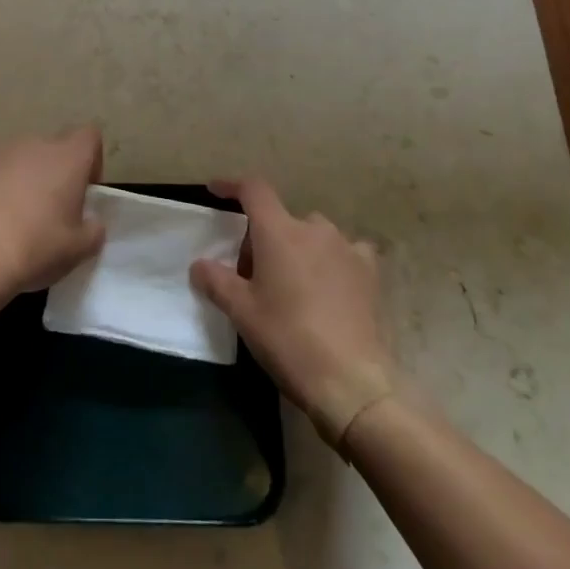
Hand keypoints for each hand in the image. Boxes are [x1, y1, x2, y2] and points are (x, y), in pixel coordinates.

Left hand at [0, 125, 106, 310]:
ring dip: (22, 171)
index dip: (91, 160)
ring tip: (13, 206)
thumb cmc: (37, 249)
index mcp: (69, 158)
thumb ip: (93, 230)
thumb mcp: (80, 249)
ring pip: (19, 152)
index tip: (84, 191)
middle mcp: (36, 144)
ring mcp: (1, 151)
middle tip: (51, 209)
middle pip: (53, 147)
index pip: (90, 136)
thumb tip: (91, 223)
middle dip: (55, 171)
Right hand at [190, 179, 405, 446]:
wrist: (351, 382)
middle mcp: (313, 228)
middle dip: (264, 237)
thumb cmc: (288, 339)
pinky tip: (332, 283)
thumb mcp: (242, 312)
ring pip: (313, 234)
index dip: (232, 186)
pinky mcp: (370, 272)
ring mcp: (346, 248)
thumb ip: (216, 281)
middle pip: (281, 219)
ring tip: (293, 282)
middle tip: (253, 275)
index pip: (253, 190)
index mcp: (278, 231)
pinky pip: (347, 252)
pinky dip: (333, 259)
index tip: (215, 191)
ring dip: (299, 247)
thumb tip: (199, 265)